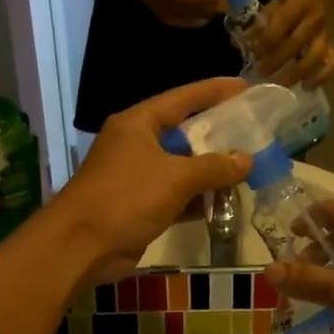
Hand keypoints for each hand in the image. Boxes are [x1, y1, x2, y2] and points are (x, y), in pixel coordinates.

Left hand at [54, 78, 250, 283]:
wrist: (81, 246)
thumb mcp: (175, 178)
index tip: (244, 87)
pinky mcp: (140, 204)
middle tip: (252, 129)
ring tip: (247, 167)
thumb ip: (214, 167)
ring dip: (211, 169)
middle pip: (184, 131)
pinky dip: (198, 197)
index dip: (214, 91)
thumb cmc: (126, 198)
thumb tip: (248, 160)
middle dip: (217, 133)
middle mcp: (137, 143)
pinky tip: (225, 200)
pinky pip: (177, 194)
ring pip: (182, 165)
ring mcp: (137, 175)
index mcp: (139, 123)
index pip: (183, 98)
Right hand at [105, 0, 228, 28]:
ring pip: (176, 17)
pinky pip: (169, 16)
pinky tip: (195, 16)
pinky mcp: (149, 2)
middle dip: (204, 10)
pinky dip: (184, 18)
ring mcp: (150, 3)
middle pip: (183, 11)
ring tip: (212, 13)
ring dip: (195, 17)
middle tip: (224, 7)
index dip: (205, 0)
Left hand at [253, 0, 333, 86]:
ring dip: (298, 72)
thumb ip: (262, 23)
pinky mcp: (332, 45)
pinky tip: (307, 87)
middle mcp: (315, 20)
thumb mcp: (275, 3)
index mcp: (300, 3)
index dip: (268, 40)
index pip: (282, 24)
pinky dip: (321, 77)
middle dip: (278, 60)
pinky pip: (331, 63)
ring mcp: (325, 34)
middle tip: (262, 73)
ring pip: (316, 56)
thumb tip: (245, 43)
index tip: (254, 53)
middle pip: (297, 43)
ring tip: (282, 85)